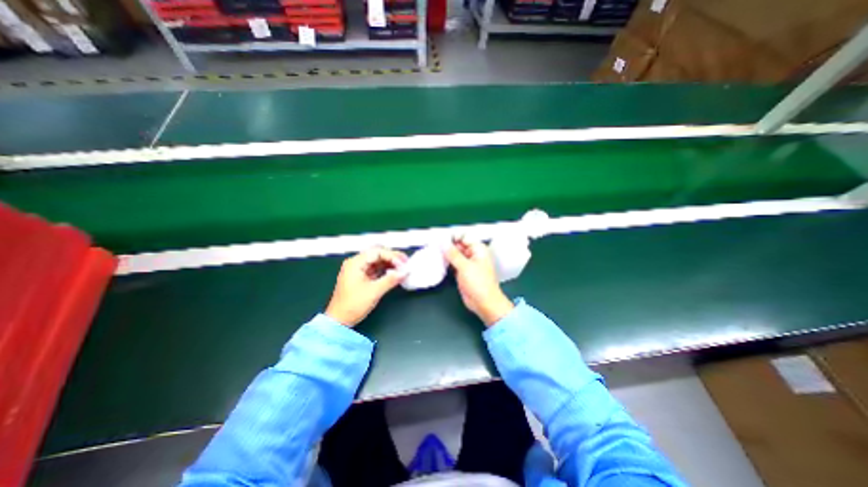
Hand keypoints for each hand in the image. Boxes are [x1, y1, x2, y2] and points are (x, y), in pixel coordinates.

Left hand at [326, 247, 409, 327]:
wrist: (339, 320)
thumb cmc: (352, 305)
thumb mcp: (374, 291)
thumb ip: (390, 280)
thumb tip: (404, 272)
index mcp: (355, 263)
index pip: (377, 252)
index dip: (392, 256)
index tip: (402, 264)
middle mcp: (356, 263)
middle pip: (377, 253)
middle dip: (392, 257)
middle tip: (405, 263)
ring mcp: (358, 270)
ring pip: (377, 260)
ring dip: (390, 263)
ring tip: (402, 268)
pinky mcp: (361, 276)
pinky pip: (375, 268)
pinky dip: (385, 270)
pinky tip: (394, 273)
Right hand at [444, 236, 509, 326]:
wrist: (484, 303)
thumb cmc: (480, 284)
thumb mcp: (465, 267)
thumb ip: (453, 254)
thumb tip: (444, 244)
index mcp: (478, 250)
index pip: (464, 237)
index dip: (453, 237)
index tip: (441, 239)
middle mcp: (473, 255)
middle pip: (459, 245)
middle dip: (448, 246)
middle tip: (435, 246)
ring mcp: (467, 264)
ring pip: (455, 255)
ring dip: (446, 254)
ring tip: (435, 252)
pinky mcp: (462, 272)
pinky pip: (453, 264)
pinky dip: (447, 263)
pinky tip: (439, 262)